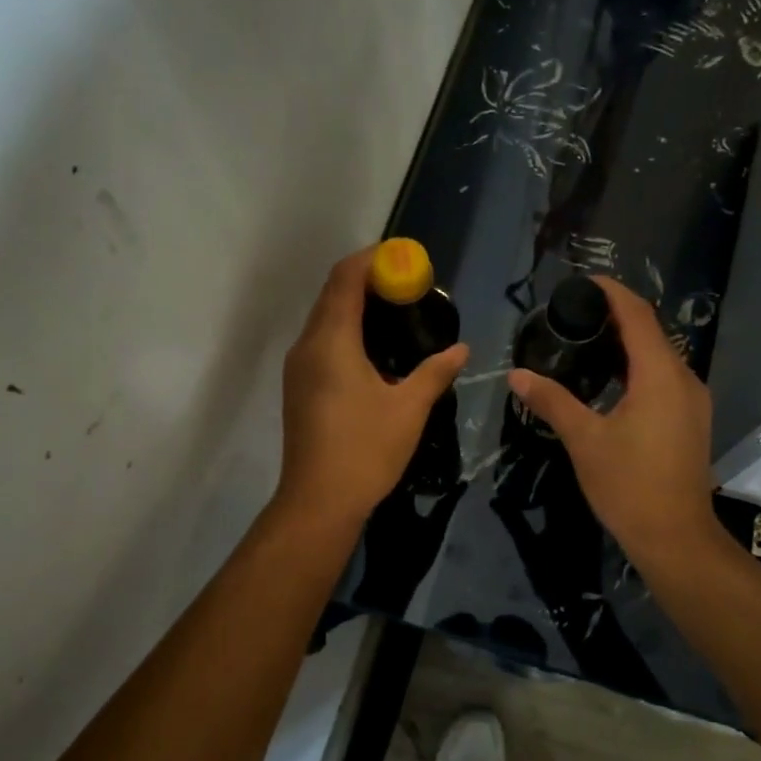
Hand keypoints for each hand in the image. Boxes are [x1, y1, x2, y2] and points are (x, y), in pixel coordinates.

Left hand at [275, 247, 468, 532]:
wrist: (318, 502)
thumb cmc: (365, 450)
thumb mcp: (410, 409)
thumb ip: (436, 372)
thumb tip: (461, 348)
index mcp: (331, 342)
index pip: (345, 279)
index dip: (372, 260)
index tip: (404, 258)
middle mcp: (307, 346)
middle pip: (333, 294)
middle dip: (368, 280)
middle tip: (408, 285)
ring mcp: (298, 368)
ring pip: (325, 318)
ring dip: (356, 306)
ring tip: (397, 312)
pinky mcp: (299, 387)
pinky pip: (322, 341)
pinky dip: (347, 330)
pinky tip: (376, 349)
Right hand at [506, 276, 719, 565]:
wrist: (675, 537)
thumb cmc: (629, 486)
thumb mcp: (584, 440)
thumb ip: (552, 401)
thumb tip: (517, 375)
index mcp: (660, 375)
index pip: (637, 315)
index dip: (612, 292)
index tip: (583, 282)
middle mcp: (684, 378)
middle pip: (651, 332)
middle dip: (617, 316)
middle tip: (575, 314)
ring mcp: (693, 401)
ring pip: (660, 356)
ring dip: (628, 344)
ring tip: (587, 341)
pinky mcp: (692, 420)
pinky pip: (665, 378)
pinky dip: (639, 368)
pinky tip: (612, 380)